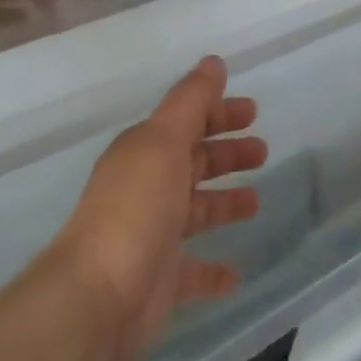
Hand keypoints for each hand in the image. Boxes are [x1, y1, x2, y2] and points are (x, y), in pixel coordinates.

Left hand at [51, 56, 265, 360]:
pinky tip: (235, 272)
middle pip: (192, 164)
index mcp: (144, 154)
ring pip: (195, 212)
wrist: (97, 299)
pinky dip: (213, 270)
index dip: (218, 113)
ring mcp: (152, 236)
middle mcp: (146, 189)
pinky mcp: (160, 280)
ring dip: (223, 204)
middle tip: (262, 151)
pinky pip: (192, 271)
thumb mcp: (164, 142)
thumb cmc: (135, 210)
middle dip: (226, 154)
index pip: (185, 123)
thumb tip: (213, 62)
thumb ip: (190, 101)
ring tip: (256, 202)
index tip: (253, 111)